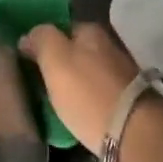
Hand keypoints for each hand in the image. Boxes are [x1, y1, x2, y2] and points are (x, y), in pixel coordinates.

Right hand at [20, 22, 140, 157]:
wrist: (135, 133)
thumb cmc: (88, 94)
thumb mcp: (55, 60)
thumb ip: (41, 40)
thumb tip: (29, 35)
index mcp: (90, 32)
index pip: (60, 28)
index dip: (42, 42)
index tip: (27, 60)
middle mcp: (109, 46)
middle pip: (76, 51)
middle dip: (59, 63)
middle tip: (38, 82)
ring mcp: (122, 73)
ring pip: (87, 72)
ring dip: (74, 83)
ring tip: (55, 101)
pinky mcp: (129, 100)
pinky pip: (98, 94)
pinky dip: (86, 100)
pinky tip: (77, 113)